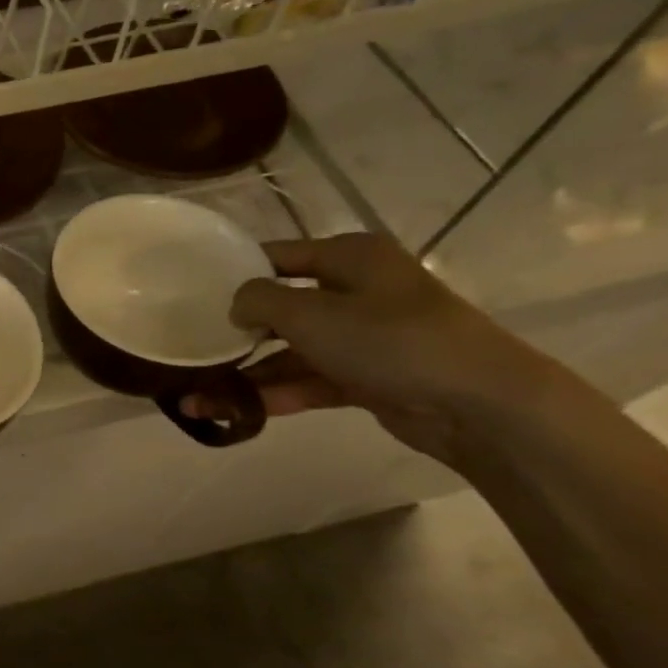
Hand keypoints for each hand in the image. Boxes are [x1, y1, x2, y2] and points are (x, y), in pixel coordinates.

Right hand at [206, 234, 551, 463]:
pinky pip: (309, 380)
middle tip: (190, 349)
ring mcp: (363, 337)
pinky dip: (274, 394)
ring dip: (246, 374)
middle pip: (280, 307)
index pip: (276, 255)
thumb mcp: (309, 312)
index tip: (190, 294)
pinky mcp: (366, 377)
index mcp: (349, 257)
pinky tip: (232, 412)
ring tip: (196, 398)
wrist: (477, 403)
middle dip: (234, 333)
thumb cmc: (389, 339)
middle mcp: (356, 291)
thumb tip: (237, 306)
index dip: (234, 272)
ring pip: (290, 351)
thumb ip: (258, 301)